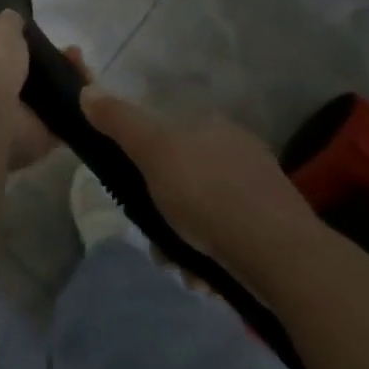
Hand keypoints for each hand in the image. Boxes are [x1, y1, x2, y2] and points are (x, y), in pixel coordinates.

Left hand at [0, 13, 88, 171]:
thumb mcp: (1, 26)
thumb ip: (11, 22)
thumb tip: (14, 18)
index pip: (10, 46)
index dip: (32, 39)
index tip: (50, 34)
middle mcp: (1, 84)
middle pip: (38, 70)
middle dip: (59, 60)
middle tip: (76, 55)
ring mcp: (21, 112)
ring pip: (54, 94)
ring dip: (73, 81)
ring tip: (86, 72)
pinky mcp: (41, 136)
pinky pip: (66, 120)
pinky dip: (82, 110)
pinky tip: (92, 95)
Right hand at [79, 88, 315, 281]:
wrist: (281, 255)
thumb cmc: (207, 194)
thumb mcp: (152, 151)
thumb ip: (119, 122)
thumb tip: (87, 90)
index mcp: (210, 125)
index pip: (168, 138)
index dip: (147, 168)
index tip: (137, 199)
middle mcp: (239, 148)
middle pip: (185, 178)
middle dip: (166, 212)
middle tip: (158, 242)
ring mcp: (262, 188)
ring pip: (207, 212)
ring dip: (187, 241)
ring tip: (183, 269)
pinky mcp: (278, 227)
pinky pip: (232, 238)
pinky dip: (214, 257)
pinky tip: (207, 278)